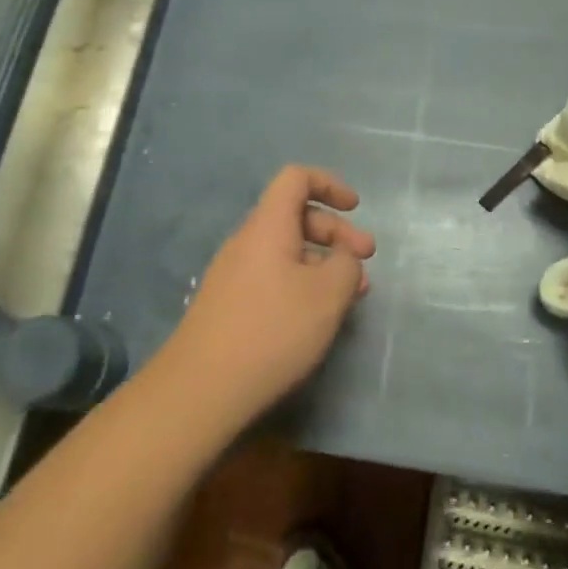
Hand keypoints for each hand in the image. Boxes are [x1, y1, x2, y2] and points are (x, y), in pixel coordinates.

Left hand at [163, 165, 373, 425]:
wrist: (200, 390)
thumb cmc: (272, 331)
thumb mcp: (328, 295)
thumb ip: (347, 265)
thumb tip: (343, 258)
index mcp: (268, 226)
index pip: (296, 178)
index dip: (329, 184)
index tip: (355, 208)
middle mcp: (247, 241)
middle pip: (295, 215)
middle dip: (335, 231)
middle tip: (367, 258)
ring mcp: (234, 274)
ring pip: (286, 250)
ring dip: (323, 262)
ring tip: (352, 294)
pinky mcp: (229, 304)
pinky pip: (273, 276)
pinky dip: (302, 283)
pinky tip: (318, 316)